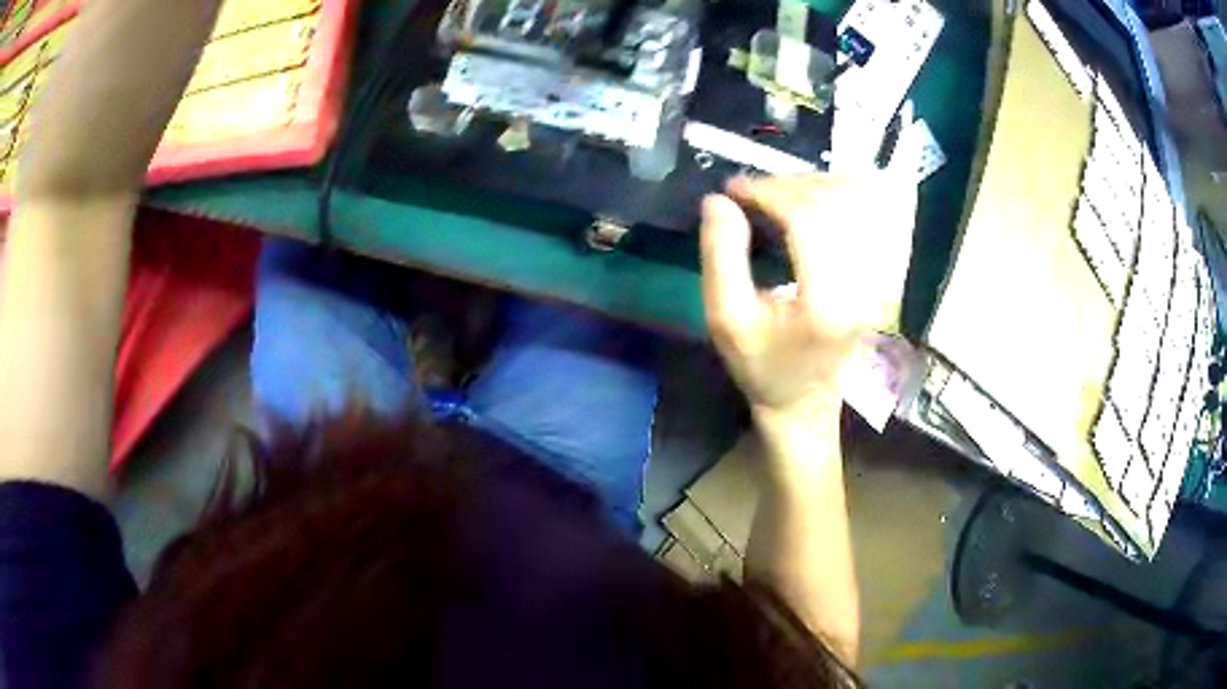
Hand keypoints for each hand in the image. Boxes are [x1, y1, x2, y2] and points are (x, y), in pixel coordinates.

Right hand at [700, 174, 915, 422]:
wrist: (806, 401)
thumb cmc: (763, 366)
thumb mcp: (726, 321)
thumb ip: (720, 257)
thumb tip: (719, 200)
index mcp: (829, 302)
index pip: (809, 218)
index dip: (769, 192)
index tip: (733, 190)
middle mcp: (867, 283)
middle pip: (835, 201)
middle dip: (787, 185)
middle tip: (751, 193)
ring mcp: (883, 276)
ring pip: (858, 198)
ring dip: (814, 185)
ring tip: (778, 195)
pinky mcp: (886, 271)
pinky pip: (872, 211)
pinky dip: (841, 193)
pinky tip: (813, 200)